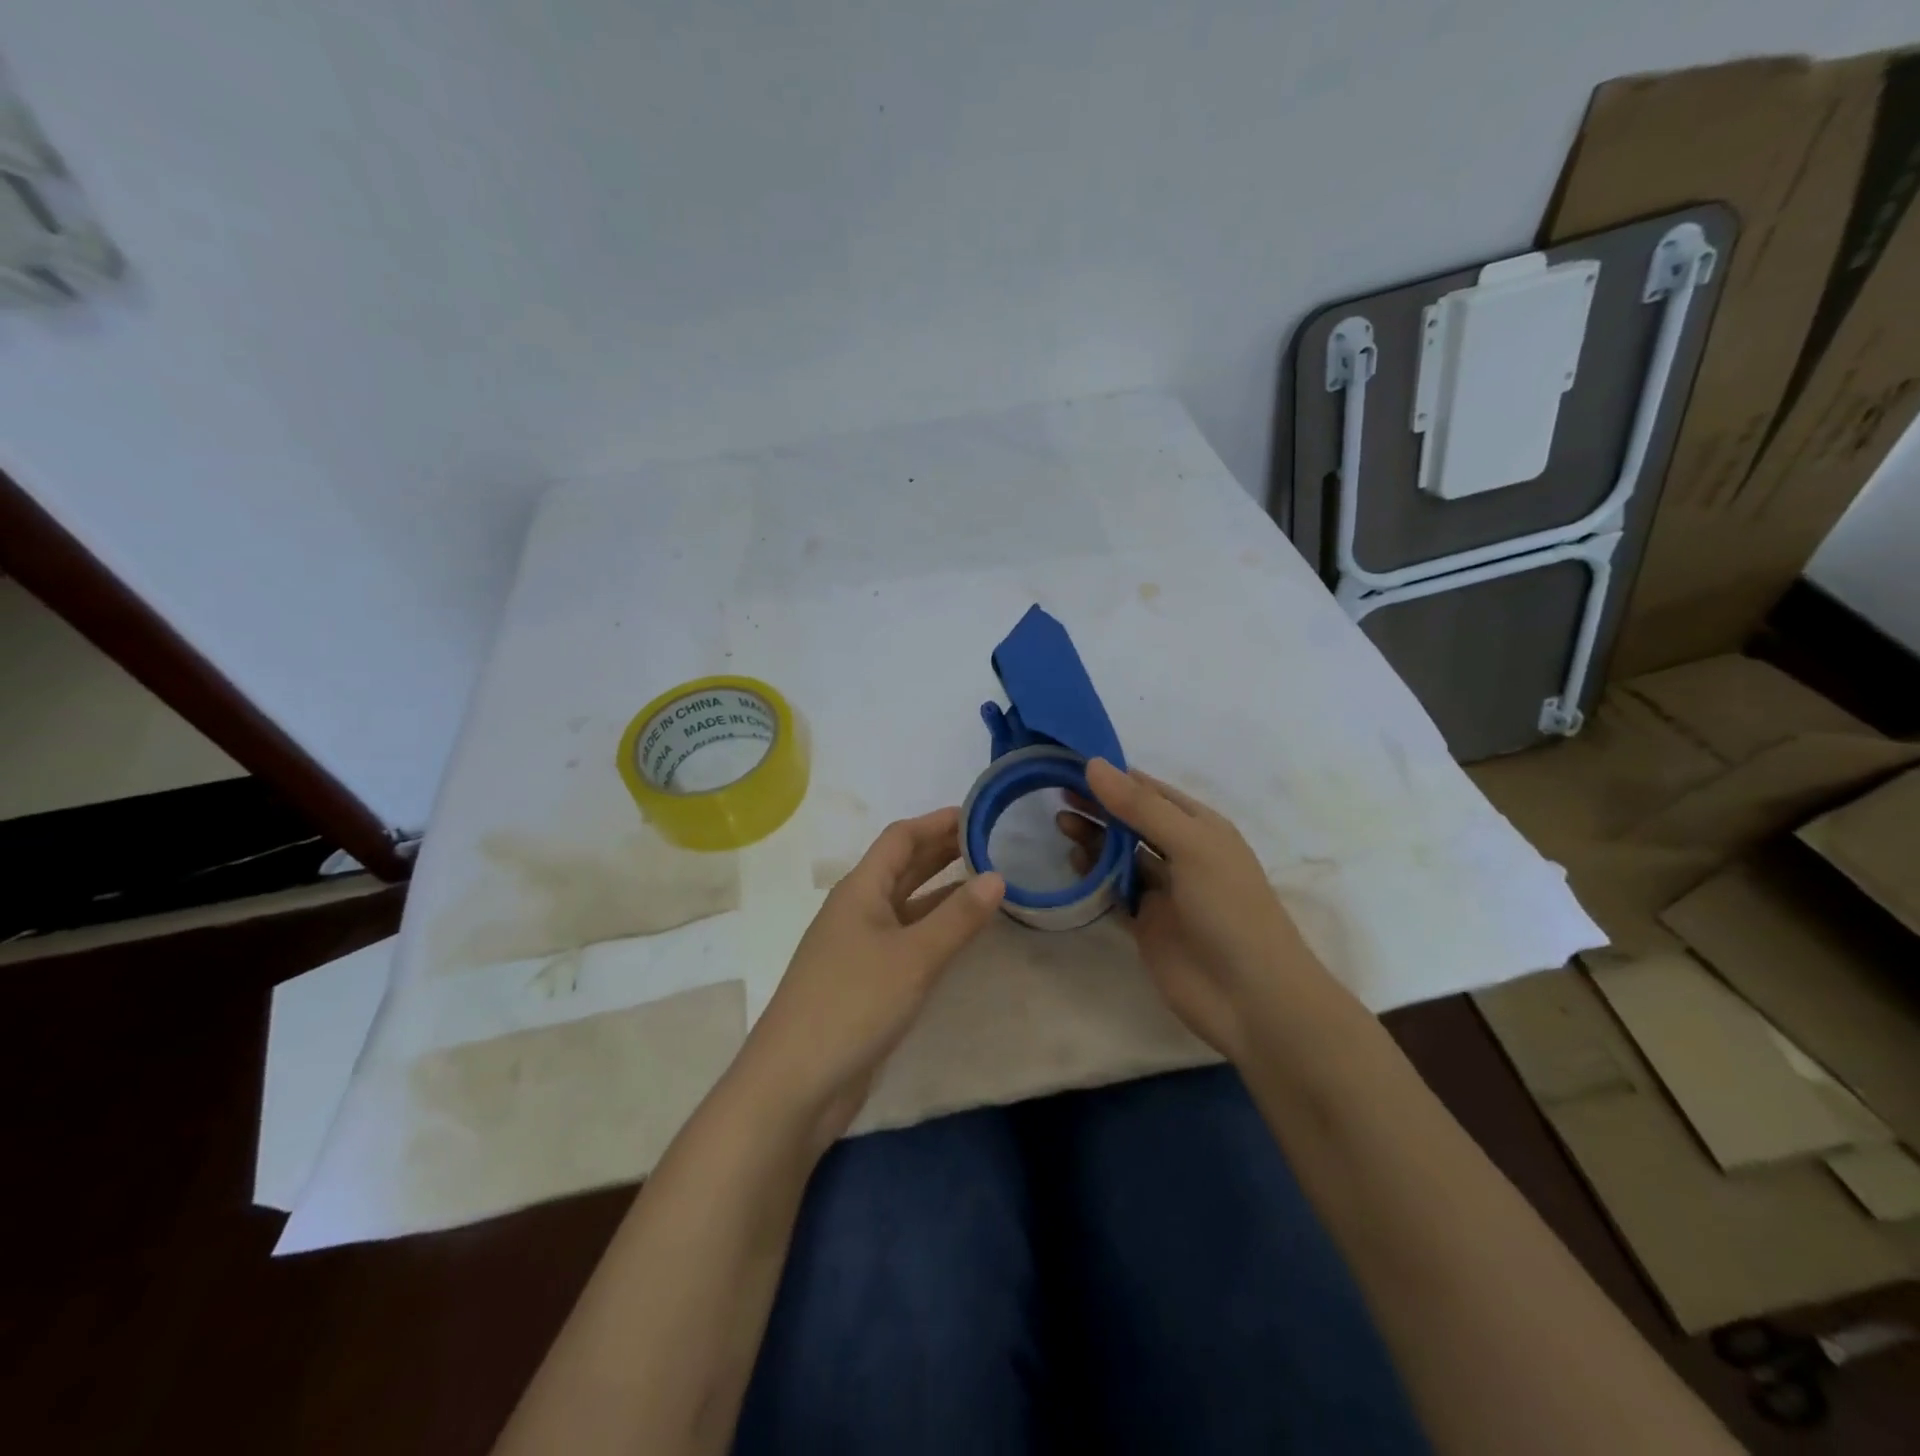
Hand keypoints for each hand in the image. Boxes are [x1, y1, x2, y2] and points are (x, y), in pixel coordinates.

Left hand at [731, 808, 1004, 1149]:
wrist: (795, 1083)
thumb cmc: (853, 1004)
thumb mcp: (913, 957)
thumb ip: (958, 917)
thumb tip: (997, 875)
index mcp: (860, 890)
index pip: (900, 838)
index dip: (937, 822)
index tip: (979, 813)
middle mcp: (857, 910)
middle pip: (902, 867)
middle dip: (943, 851)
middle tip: (992, 842)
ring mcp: (859, 947)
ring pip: (906, 904)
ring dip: (941, 889)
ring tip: (987, 879)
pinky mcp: (865, 981)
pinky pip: (906, 939)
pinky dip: (934, 928)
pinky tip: (960, 934)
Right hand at [1057, 759, 1337, 1062]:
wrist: (1251, 998)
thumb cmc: (1229, 909)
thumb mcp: (1191, 846)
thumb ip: (1141, 807)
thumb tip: (1094, 764)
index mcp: (1201, 827)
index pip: (1150, 791)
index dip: (1114, 776)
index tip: (1071, 762)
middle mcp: (1181, 853)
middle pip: (1132, 820)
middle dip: (1099, 806)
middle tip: (1057, 795)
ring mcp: (1163, 890)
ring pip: (1120, 854)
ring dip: (1093, 838)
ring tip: (1060, 824)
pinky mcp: (1146, 922)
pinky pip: (1114, 890)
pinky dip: (1094, 875)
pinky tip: (1074, 862)